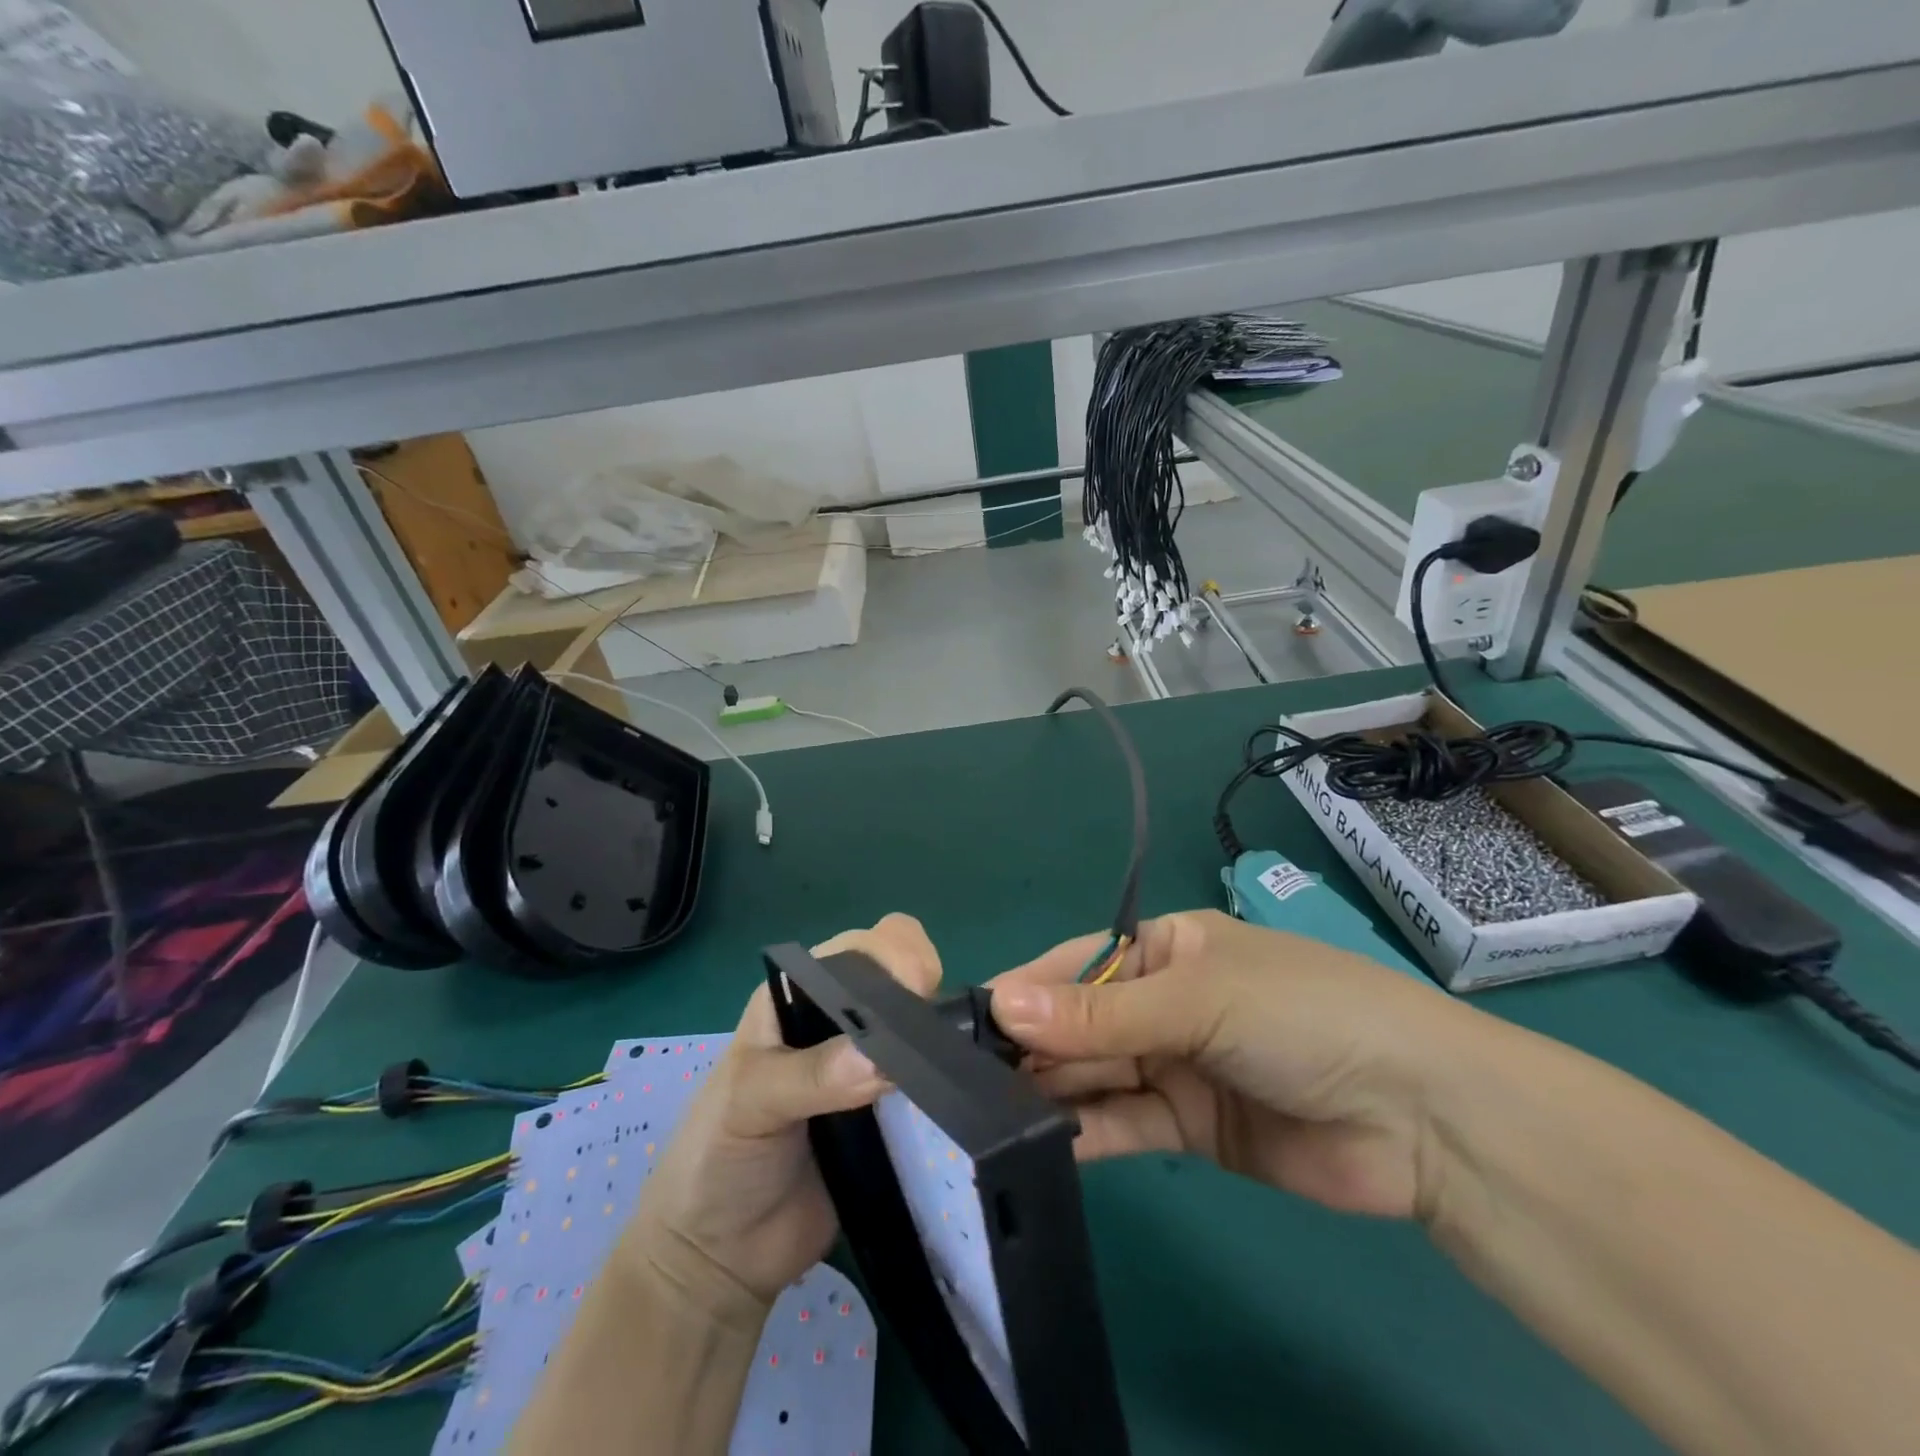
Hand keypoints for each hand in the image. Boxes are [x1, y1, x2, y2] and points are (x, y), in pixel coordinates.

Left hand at [620, 914, 941, 1318]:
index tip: (919, 989)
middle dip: (926, 993)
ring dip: (944, 1040)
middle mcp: (841, 1020)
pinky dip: (949, 1086)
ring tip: (953, 1069)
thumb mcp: (748, 1102)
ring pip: (924, 1028)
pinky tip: (959, 1097)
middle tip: (936, 1037)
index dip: (894, 955)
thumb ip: (811, 1075)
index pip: (861, 949)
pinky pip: (933, 1087)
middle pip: (903, 977)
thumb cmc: (716, 1158)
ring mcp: (872, 1068)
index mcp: (800, 994)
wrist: (721, 1257)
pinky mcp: (895, 1115)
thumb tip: (882, 1059)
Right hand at [989, 910, 1485, 1221]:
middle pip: (1080, 1022)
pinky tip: (1042, 1146)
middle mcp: (1163, 1003)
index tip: (966, 1019)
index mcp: (1166, 949)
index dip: (1026, 989)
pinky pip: (1124, 1124)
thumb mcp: (1197, 999)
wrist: (1419, 1116)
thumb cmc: (1301, 1014)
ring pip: (1096, 1074)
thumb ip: (1100, 1013)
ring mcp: (1174, 1065)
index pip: (1077, 964)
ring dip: (1051, 1092)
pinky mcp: (1188, 1127)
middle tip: (966, 1078)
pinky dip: (1087, 1134)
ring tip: (989, 1114)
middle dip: (1032, 1046)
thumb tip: (1002, 1003)